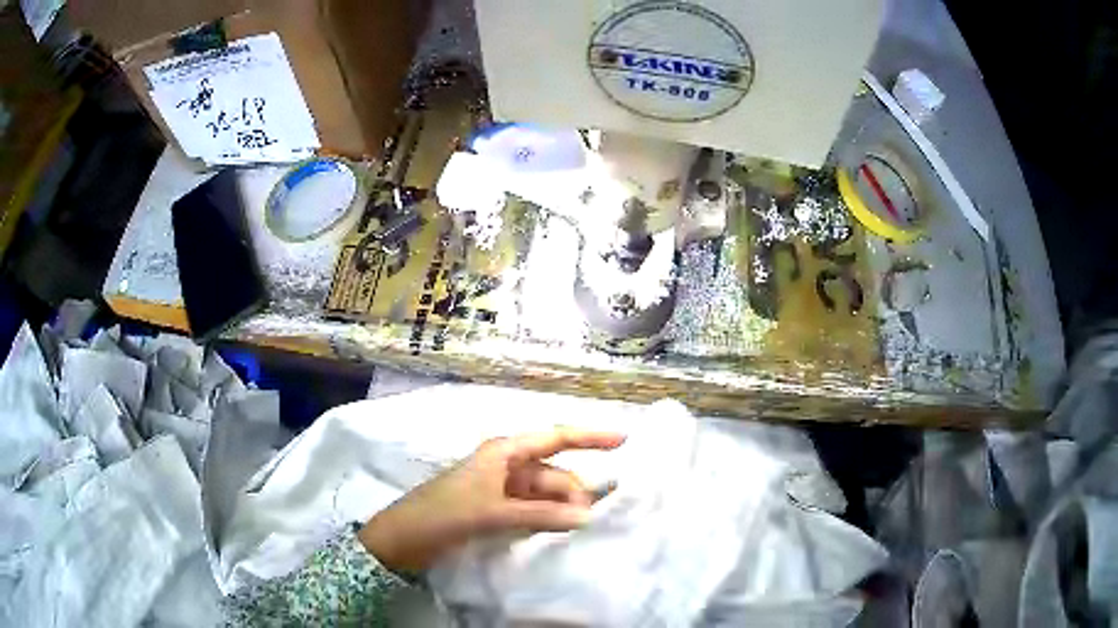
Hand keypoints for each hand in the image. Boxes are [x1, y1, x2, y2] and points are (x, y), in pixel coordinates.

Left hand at [357, 429, 624, 574]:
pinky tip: (559, 533)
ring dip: (561, 510)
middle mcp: (507, 466)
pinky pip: (533, 511)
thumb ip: (540, 514)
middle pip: (554, 475)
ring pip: (545, 495)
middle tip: (589, 521)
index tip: (624, 438)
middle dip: (574, 493)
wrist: (403, 538)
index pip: (555, 437)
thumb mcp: (492, 512)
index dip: (590, 436)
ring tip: (577, 530)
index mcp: (504, 452)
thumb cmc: (443, 513)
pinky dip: (547, 520)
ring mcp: (502, 490)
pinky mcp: (497, 510)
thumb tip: (587, 516)